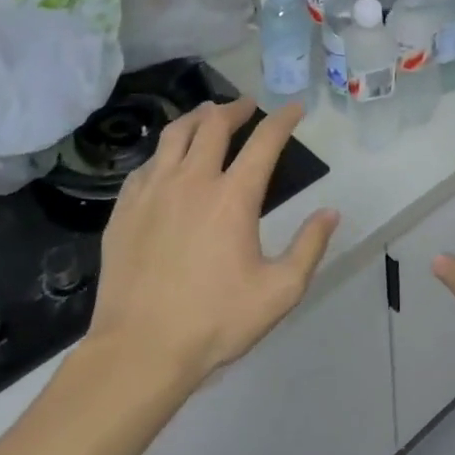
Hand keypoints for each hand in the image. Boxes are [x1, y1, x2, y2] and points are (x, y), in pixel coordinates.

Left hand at [85, 99, 338, 388]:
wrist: (140, 349)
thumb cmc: (216, 321)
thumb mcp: (280, 291)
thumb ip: (310, 247)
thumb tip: (331, 212)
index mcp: (232, 197)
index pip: (263, 143)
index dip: (282, 120)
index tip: (293, 108)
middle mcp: (191, 182)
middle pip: (213, 126)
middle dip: (235, 109)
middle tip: (247, 106)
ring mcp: (151, 193)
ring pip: (173, 136)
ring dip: (196, 119)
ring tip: (207, 116)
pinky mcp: (123, 210)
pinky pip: (145, 166)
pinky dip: (164, 152)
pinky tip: (167, 162)